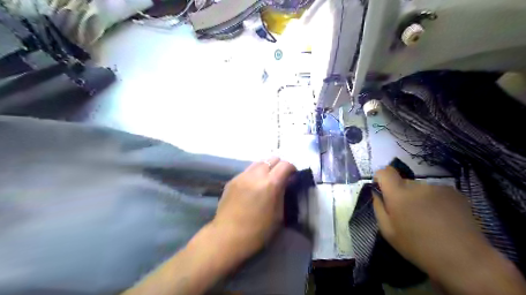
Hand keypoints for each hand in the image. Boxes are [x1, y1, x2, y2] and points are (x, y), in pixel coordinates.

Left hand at [213, 159, 295, 260]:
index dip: (292, 168)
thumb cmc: (257, 231)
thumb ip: (282, 193)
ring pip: (259, 162)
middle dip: (279, 165)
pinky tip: (253, 187)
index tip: (292, 176)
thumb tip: (286, 181)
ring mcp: (242, 176)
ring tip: (266, 180)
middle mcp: (255, 175)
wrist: (227, 237)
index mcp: (270, 184)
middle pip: (272, 158)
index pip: (285, 165)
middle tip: (280, 177)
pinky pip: (247, 170)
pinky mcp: (232, 180)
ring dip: (266, 168)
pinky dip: (254, 174)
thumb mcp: (278, 215)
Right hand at [372, 167, 524, 293]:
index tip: (383, 190)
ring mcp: (438, 187)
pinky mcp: (454, 192)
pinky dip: (434, 200)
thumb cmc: (419, 248)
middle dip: (401, 193)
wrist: (465, 260)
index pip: (385, 172)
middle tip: (407, 213)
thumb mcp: (388, 232)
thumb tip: (377, 193)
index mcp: (398, 194)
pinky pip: (435, 191)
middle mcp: (417, 185)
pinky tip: (442, 217)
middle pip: (402, 182)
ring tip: (427, 218)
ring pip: (419, 187)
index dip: (381, 178)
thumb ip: (378, 208)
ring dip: (418, 197)